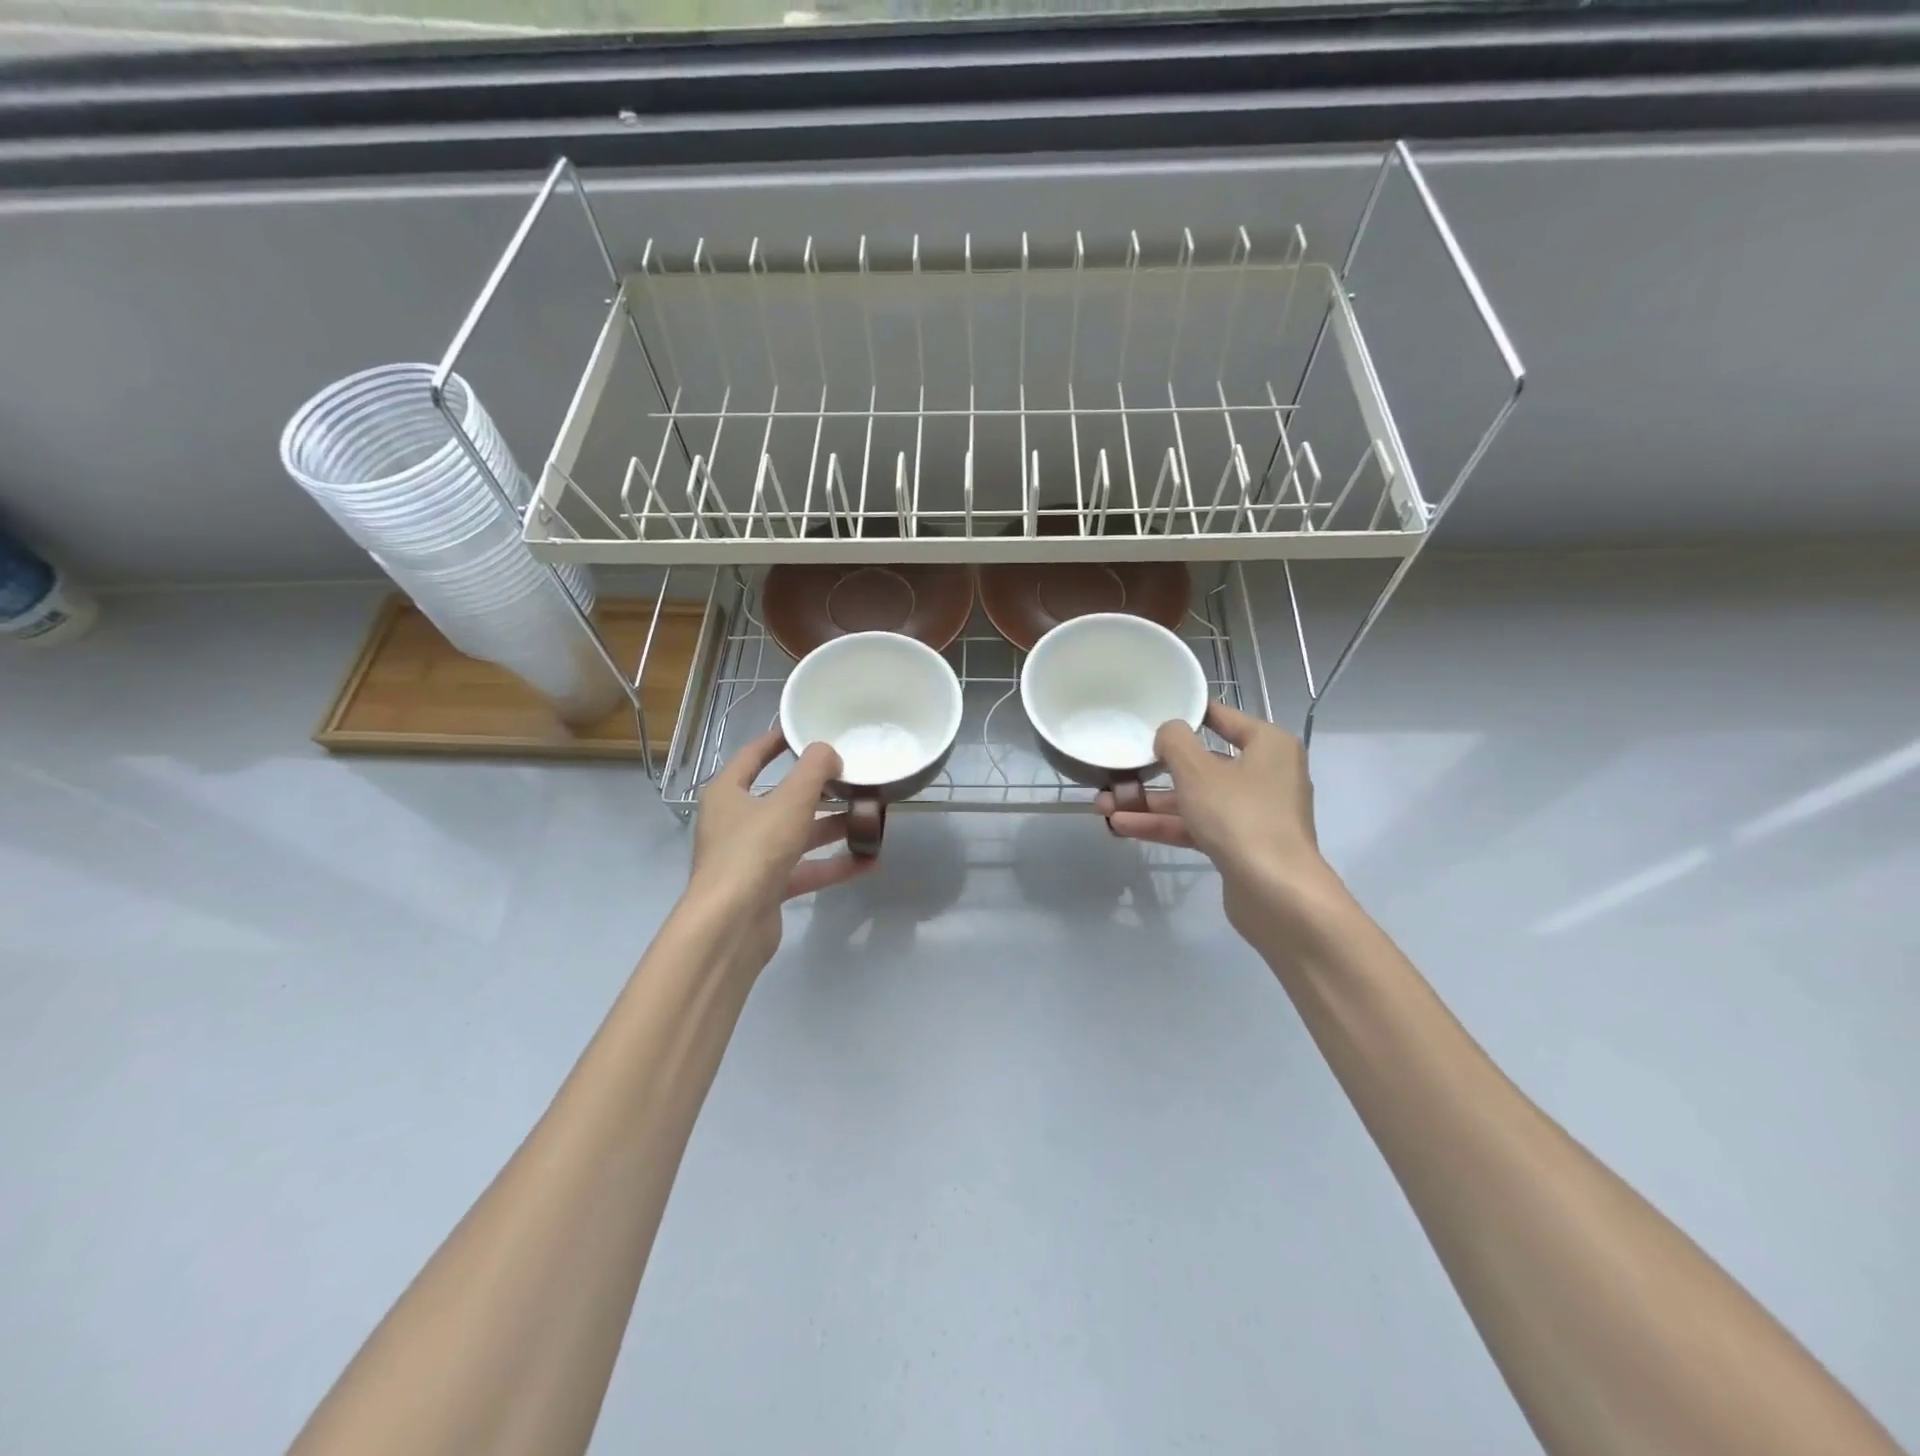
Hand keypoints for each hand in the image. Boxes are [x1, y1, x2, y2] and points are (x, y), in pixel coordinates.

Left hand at [687, 729, 872, 966]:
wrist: (730, 925)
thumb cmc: (754, 850)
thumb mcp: (790, 801)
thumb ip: (814, 771)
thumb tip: (829, 752)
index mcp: (728, 793)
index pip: (752, 756)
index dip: (777, 741)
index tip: (805, 730)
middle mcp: (735, 823)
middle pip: (781, 798)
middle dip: (818, 791)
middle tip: (852, 777)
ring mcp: (750, 859)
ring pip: (797, 836)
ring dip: (831, 828)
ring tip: (869, 818)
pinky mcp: (766, 889)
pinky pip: (805, 870)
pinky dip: (833, 865)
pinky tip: (868, 861)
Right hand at [1097, 701, 1333, 937]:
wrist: (1275, 893)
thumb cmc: (1239, 815)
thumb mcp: (1197, 770)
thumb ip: (1175, 742)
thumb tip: (1168, 732)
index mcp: (1268, 745)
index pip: (1224, 718)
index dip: (1187, 714)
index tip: (1152, 712)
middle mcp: (1265, 775)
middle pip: (1203, 764)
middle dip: (1156, 770)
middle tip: (1119, 768)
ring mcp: (1253, 813)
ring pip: (1195, 799)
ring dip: (1150, 803)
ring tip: (1104, 804)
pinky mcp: (1240, 846)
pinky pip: (1197, 826)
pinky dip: (1164, 825)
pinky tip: (1122, 826)